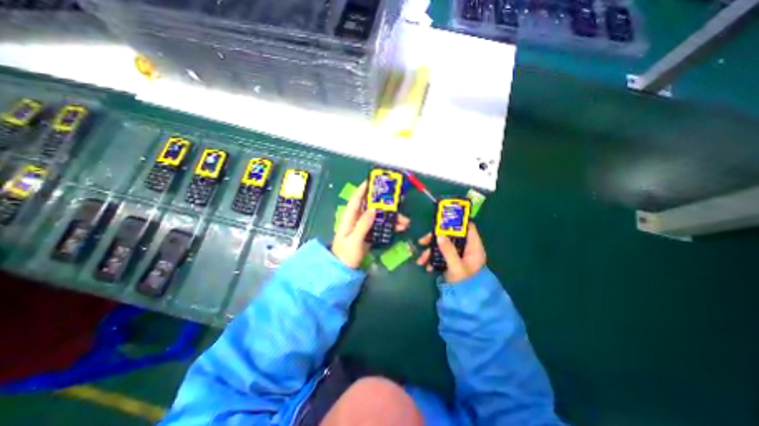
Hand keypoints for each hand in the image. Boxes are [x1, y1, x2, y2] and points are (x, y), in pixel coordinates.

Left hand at [335, 180, 413, 268]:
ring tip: (405, 221)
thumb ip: (363, 224)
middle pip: (372, 206)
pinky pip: (381, 226)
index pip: (356, 198)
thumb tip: (373, 208)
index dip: (364, 188)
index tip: (375, 180)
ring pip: (380, 216)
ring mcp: (364, 226)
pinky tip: (400, 228)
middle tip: (399, 201)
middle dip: (386, 204)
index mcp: (350, 217)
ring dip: (392, 217)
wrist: (344, 270)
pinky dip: (391, 226)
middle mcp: (357, 219)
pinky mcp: (369, 233)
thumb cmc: (346, 254)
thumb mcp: (354, 239)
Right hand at [415, 222, 486, 282]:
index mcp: (473, 247)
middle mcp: (466, 248)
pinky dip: (433, 259)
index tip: (442, 220)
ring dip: (430, 251)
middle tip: (422, 241)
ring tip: (421, 260)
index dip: (457, 222)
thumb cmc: (466, 284)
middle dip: (435, 239)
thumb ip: (448, 250)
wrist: (467, 302)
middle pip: (450, 236)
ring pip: (443, 245)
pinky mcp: (451, 261)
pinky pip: (441, 255)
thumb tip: (439, 235)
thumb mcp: (456, 267)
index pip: (468, 228)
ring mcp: (458, 255)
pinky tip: (427, 266)